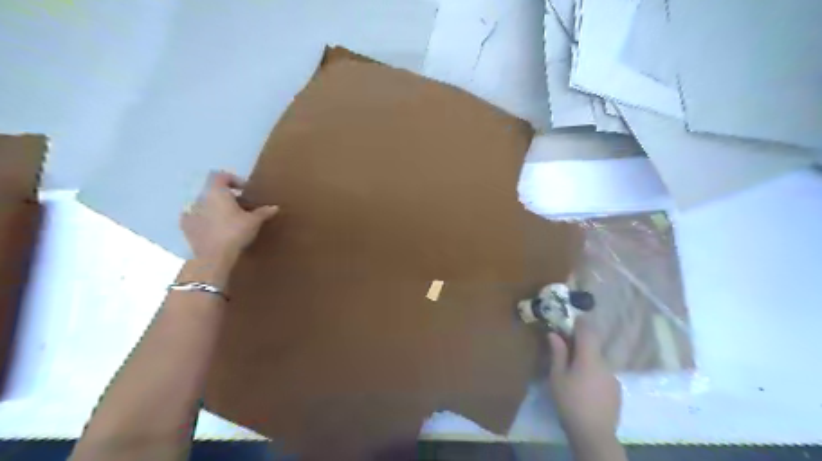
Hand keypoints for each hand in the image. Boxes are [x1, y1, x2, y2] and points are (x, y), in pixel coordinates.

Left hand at [181, 170, 280, 263]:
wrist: (213, 257)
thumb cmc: (235, 232)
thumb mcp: (254, 222)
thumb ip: (263, 212)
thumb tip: (275, 207)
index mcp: (216, 192)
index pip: (221, 176)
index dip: (233, 180)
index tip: (245, 190)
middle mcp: (200, 198)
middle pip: (214, 191)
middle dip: (227, 197)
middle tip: (241, 207)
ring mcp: (190, 212)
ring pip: (205, 204)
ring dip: (216, 208)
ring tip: (229, 220)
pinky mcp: (186, 227)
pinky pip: (196, 218)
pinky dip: (206, 220)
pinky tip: (215, 230)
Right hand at [548, 316, 619, 439]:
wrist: (594, 434)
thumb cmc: (570, 402)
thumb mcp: (558, 377)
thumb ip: (558, 353)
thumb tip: (554, 334)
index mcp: (590, 358)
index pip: (588, 332)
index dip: (581, 322)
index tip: (573, 317)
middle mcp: (605, 363)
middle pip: (594, 346)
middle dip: (581, 342)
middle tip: (566, 344)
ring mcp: (613, 377)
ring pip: (598, 360)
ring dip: (587, 358)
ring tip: (574, 369)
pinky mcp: (616, 390)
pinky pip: (603, 373)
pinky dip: (594, 372)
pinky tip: (585, 385)